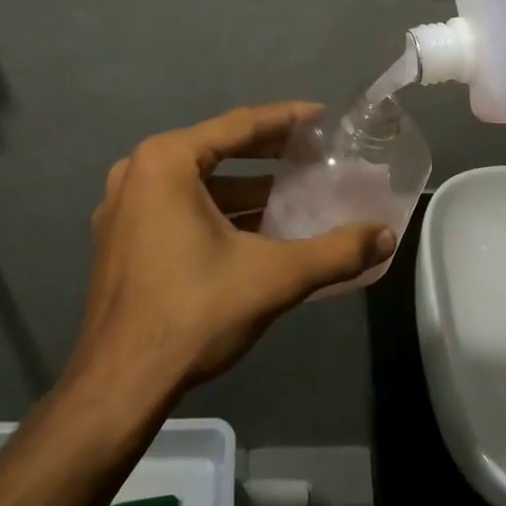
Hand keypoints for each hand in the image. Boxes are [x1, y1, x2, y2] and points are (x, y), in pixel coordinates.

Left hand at [74, 103, 396, 394]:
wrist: (119, 386)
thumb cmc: (193, 314)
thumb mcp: (274, 277)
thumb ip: (336, 252)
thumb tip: (386, 237)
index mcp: (166, 162)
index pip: (239, 125)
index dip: (287, 119)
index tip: (324, 118)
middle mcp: (138, 173)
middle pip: (217, 148)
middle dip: (269, 152)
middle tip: (315, 153)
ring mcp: (124, 208)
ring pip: (198, 183)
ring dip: (246, 188)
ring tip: (295, 193)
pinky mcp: (123, 240)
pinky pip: (180, 208)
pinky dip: (220, 212)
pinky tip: (258, 230)